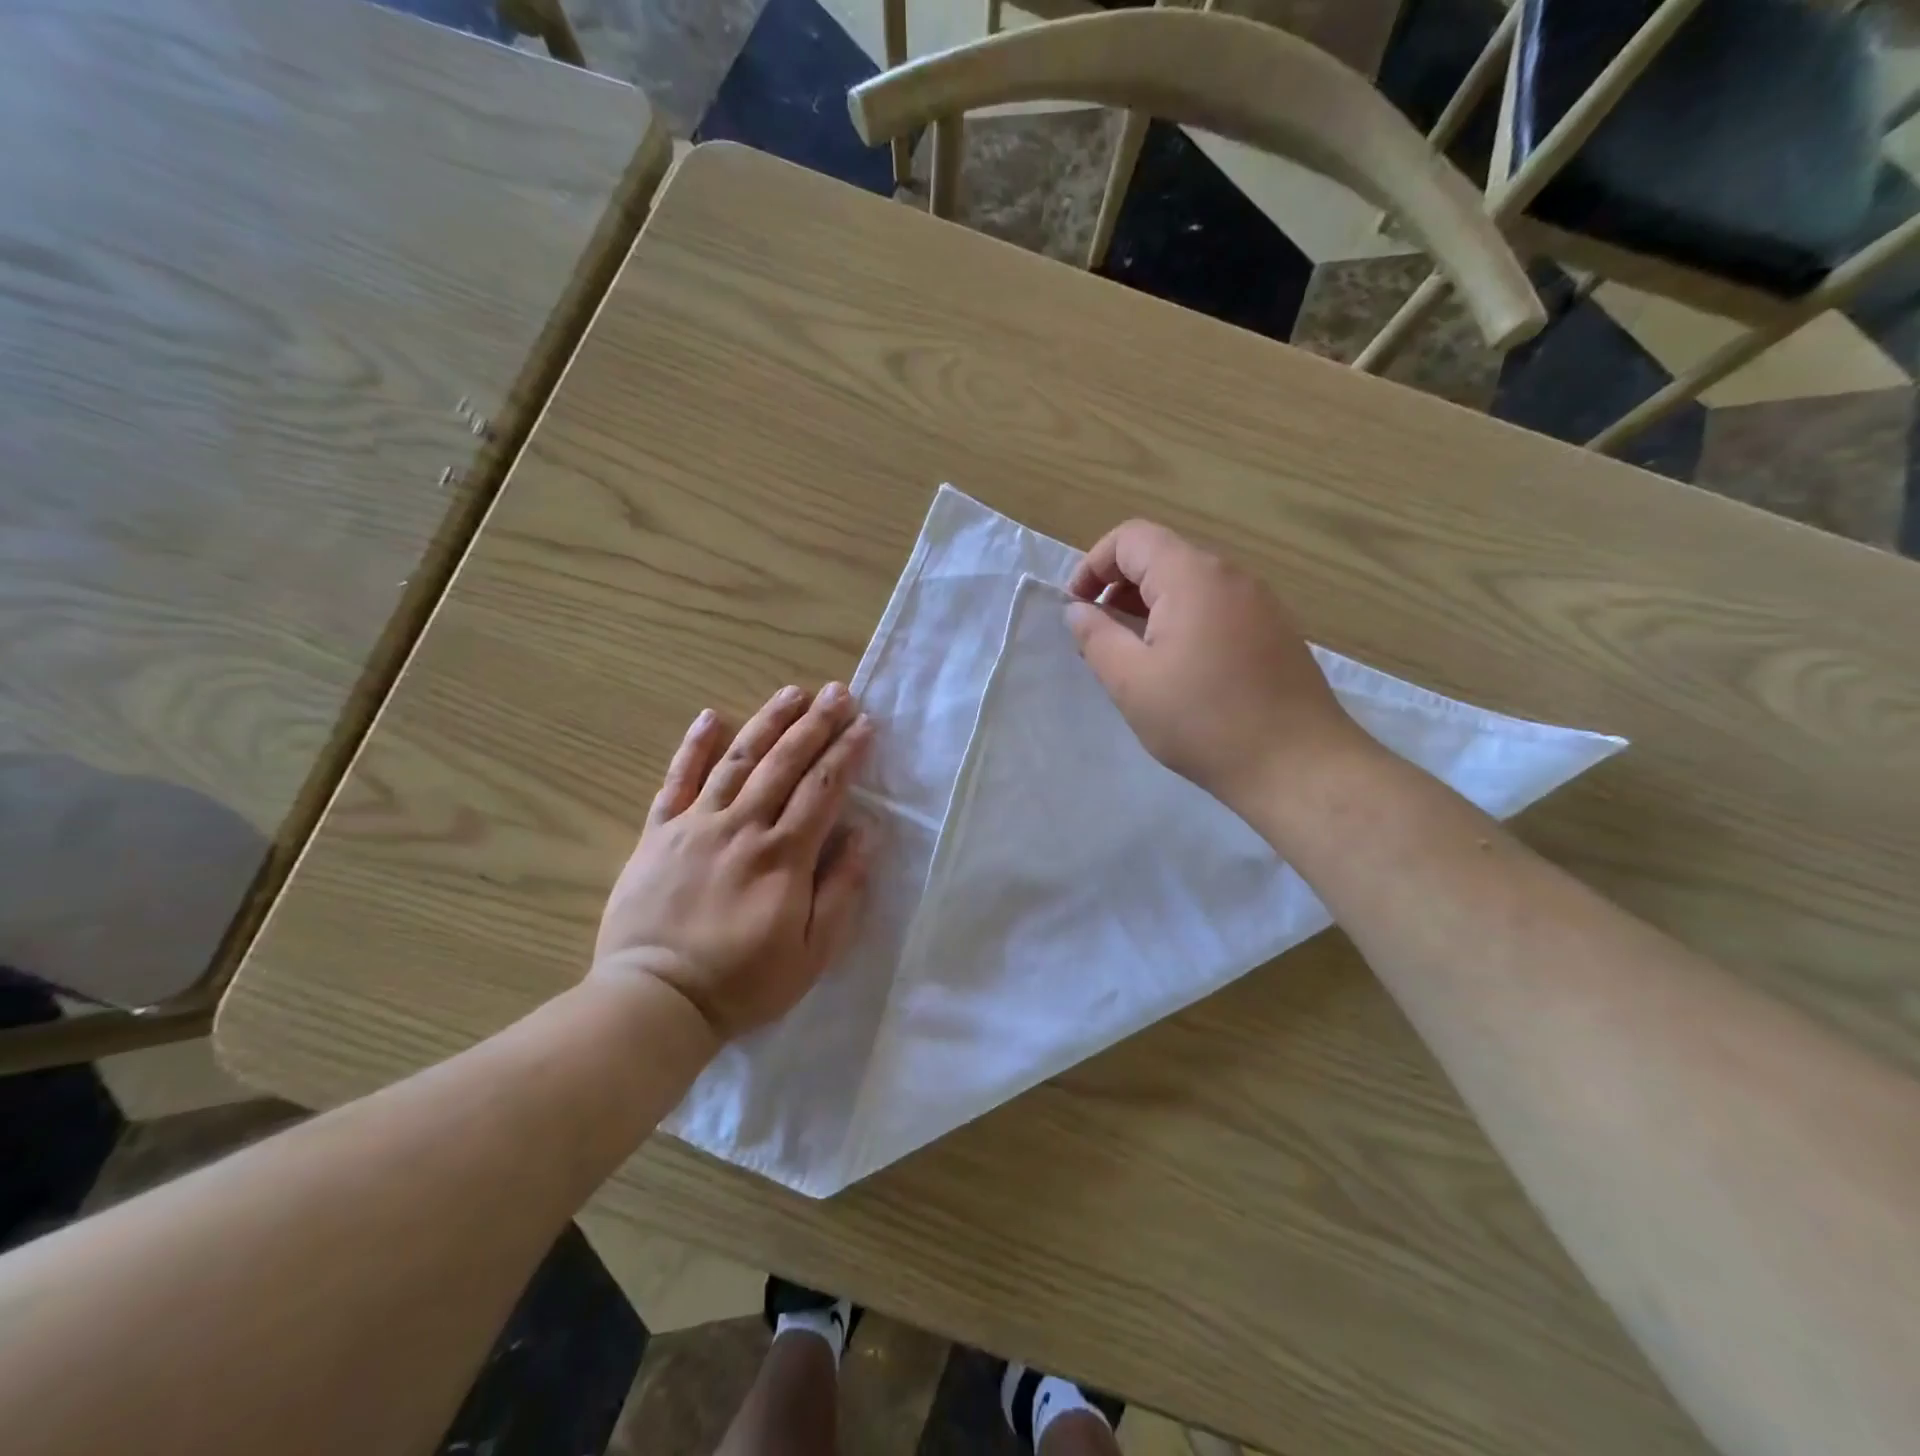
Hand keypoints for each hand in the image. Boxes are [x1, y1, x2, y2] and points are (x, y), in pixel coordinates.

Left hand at [591, 684, 872, 1042]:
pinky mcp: (658, 834)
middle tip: (838, 692)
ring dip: (768, 722)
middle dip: (815, 724)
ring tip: (792, 692)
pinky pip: (677, 781)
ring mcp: (696, 825)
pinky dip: (694, 747)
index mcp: (783, 855)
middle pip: (785, 763)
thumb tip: (866, 833)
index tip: (864, 723)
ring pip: (738, 761)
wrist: (655, 1000)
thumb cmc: (744, 982)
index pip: (823, 788)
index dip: (846, 752)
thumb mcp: (813, 951)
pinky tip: (711, 717)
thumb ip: (842, 888)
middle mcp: (742, 827)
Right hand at [1066, 520, 1371, 813]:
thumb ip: (1097, 638)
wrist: (1297, 764)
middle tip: (1099, 637)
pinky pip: (1216, 607)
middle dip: (1119, 587)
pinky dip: (1183, 621)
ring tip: (1133, 656)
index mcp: (1192, 576)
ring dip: (1150, 606)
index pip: (1132, 538)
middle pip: (1162, 556)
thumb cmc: (1203, 720)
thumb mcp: (1132, 682)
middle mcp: (1230, 575)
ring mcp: (1259, 601)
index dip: (1093, 564)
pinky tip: (1178, 669)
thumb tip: (1078, 611)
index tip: (1076, 607)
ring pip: (1190, 583)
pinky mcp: (1274, 629)